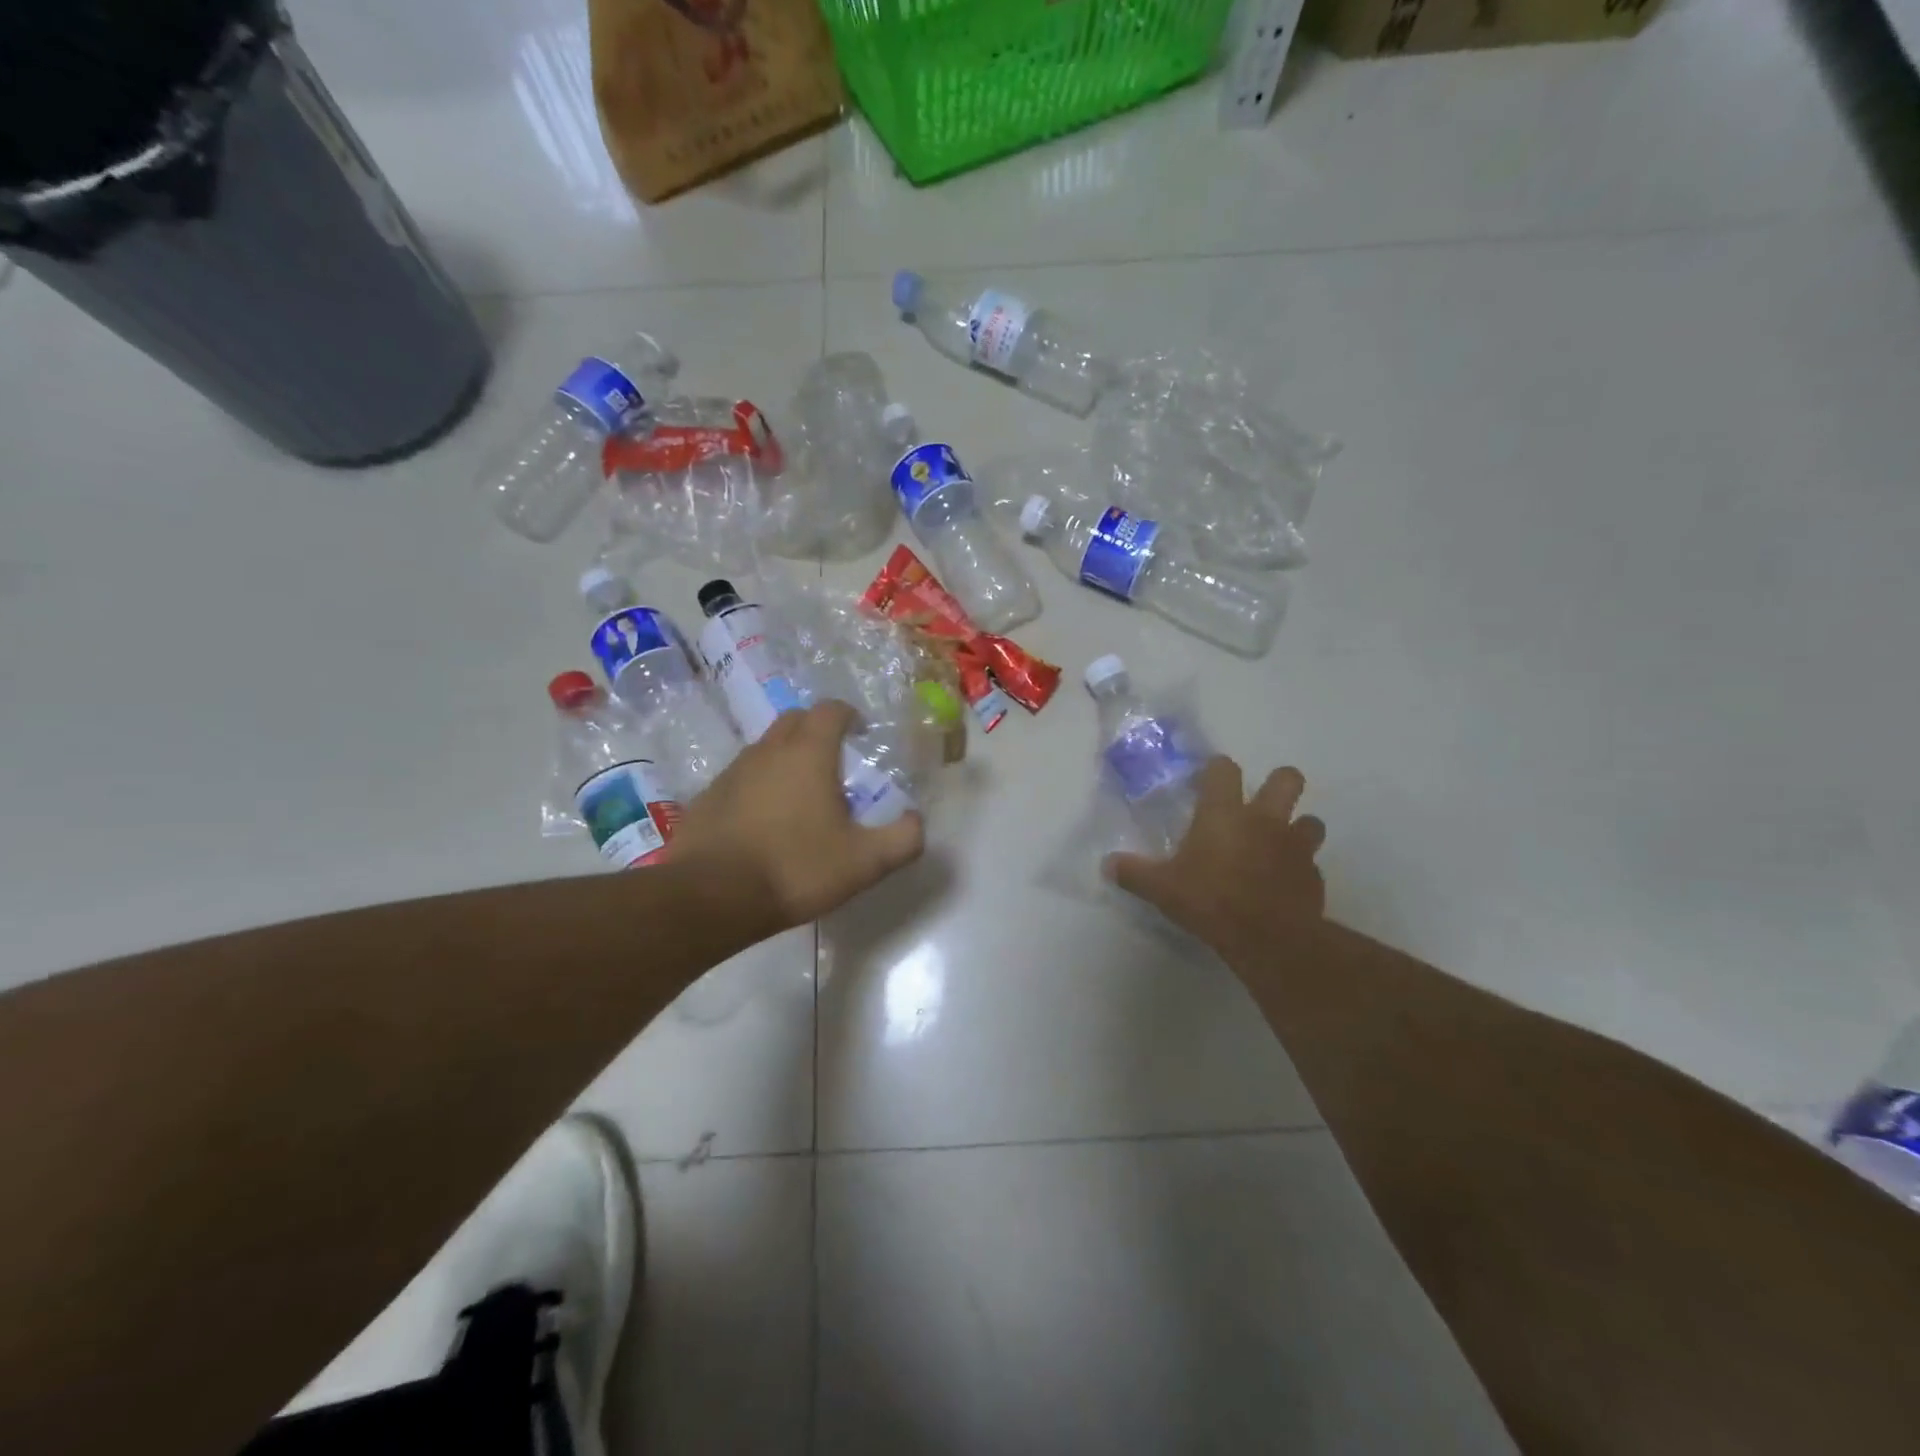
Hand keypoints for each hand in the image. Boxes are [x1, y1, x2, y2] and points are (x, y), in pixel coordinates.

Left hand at [667, 701, 923, 931]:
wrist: (711, 897)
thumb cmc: (796, 868)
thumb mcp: (865, 862)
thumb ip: (902, 839)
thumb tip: (915, 821)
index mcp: (809, 753)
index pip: (831, 710)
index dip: (849, 715)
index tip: (862, 733)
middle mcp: (768, 750)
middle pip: (795, 719)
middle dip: (817, 729)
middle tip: (835, 759)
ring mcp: (733, 771)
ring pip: (765, 748)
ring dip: (786, 757)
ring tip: (802, 793)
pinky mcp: (708, 796)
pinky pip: (741, 777)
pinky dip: (759, 784)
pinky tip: (766, 820)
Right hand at [1104, 758, 1325, 964]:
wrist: (1269, 938)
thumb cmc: (1210, 901)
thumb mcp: (1161, 889)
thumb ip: (1134, 873)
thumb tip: (1108, 864)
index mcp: (1224, 813)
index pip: (1224, 769)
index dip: (1217, 770)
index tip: (1207, 782)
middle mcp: (1265, 820)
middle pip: (1287, 779)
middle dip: (1279, 783)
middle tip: (1260, 803)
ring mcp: (1295, 846)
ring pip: (1311, 821)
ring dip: (1298, 828)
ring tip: (1279, 845)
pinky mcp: (1314, 876)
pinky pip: (1311, 863)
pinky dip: (1300, 869)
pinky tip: (1285, 885)